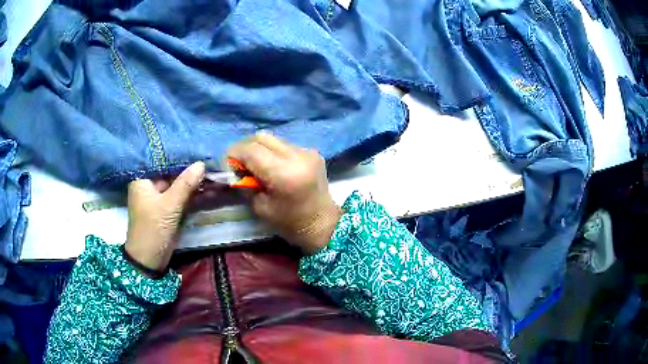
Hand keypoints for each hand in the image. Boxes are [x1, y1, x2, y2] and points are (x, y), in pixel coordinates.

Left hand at [124, 162, 204, 271]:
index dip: (179, 155)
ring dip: (193, 181)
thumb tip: (201, 164)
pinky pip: (180, 195)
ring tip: (213, 172)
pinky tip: (207, 186)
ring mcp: (159, 197)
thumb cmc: (153, 229)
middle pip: (171, 172)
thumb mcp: (169, 206)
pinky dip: (192, 192)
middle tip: (209, 160)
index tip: (197, 148)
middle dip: (189, 168)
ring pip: (178, 183)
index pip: (161, 160)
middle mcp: (149, 184)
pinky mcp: (166, 208)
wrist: (149, 260)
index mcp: (143, 179)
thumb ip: (185, 184)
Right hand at [229, 134, 341, 253]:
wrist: (323, 224)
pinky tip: (273, 167)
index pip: (250, 150)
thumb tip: (234, 168)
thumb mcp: (259, 207)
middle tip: (239, 164)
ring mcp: (307, 151)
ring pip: (273, 139)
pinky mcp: (312, 152)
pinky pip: (285, 145)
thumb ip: (245, 183)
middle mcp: (297, 156)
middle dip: (245, 148)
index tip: (228, 165)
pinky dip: (273, 152)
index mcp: (283, 173)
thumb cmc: (290, 223)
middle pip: (261, 137)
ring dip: (259, 148)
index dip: (234, 154)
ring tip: (255, 165)